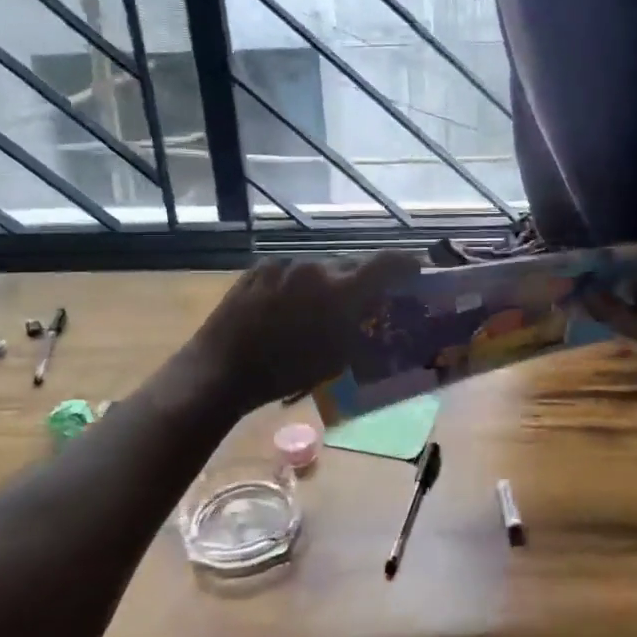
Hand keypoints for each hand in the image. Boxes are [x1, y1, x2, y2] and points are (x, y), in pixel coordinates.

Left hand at [184, 252, 421, 411]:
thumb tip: (375, 312)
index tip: (414, 270)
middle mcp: (316, 268)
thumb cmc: (283, 373)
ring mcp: (285, 264)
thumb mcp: (335, 358)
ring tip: (315, 311)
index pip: (387, 263)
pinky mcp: (260, 267)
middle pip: (351, 267)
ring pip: (319, 269)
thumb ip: (360, 328)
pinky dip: (296, 285)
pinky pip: (290, 271)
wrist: (221, 369)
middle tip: (361, 302)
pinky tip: (285, 308)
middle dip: (360, 283)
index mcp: (340, 292)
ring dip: (325, 284)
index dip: (406, 264)